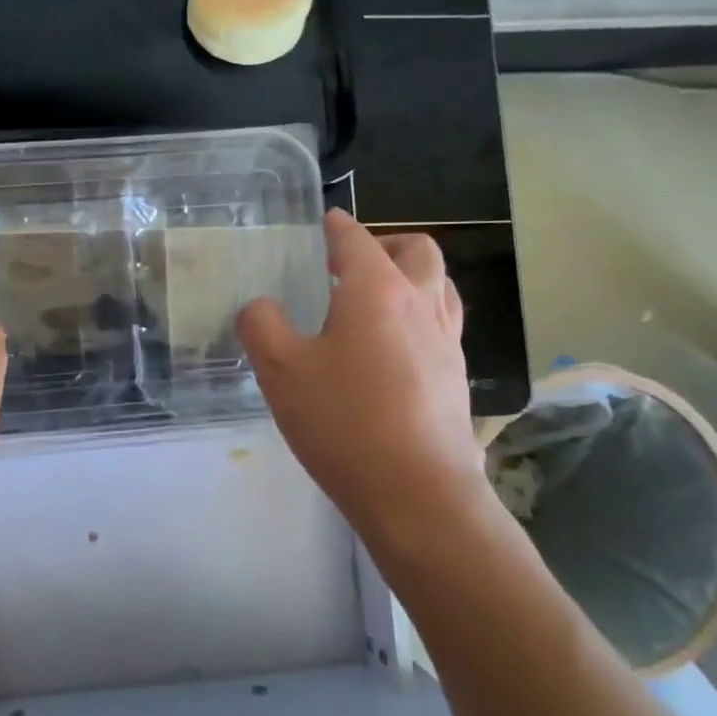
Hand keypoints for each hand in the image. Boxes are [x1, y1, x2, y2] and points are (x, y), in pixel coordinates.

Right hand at [238, 211, 492, 556]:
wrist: (418, 494)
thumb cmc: (345, 423)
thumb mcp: (281, 372)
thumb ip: (262, 327)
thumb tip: (259, 307)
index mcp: (376, 290)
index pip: (356, 239)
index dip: (337, 226)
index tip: (325, 221)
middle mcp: (420, 304)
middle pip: (417, 251)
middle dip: (387, 244)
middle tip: (353, 264)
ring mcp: (447, 340)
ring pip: (440, 286)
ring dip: (412, 279)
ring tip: (376, 303)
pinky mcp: (457, 376)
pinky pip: (442, 326)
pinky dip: (420, 318)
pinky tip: (393, 352)